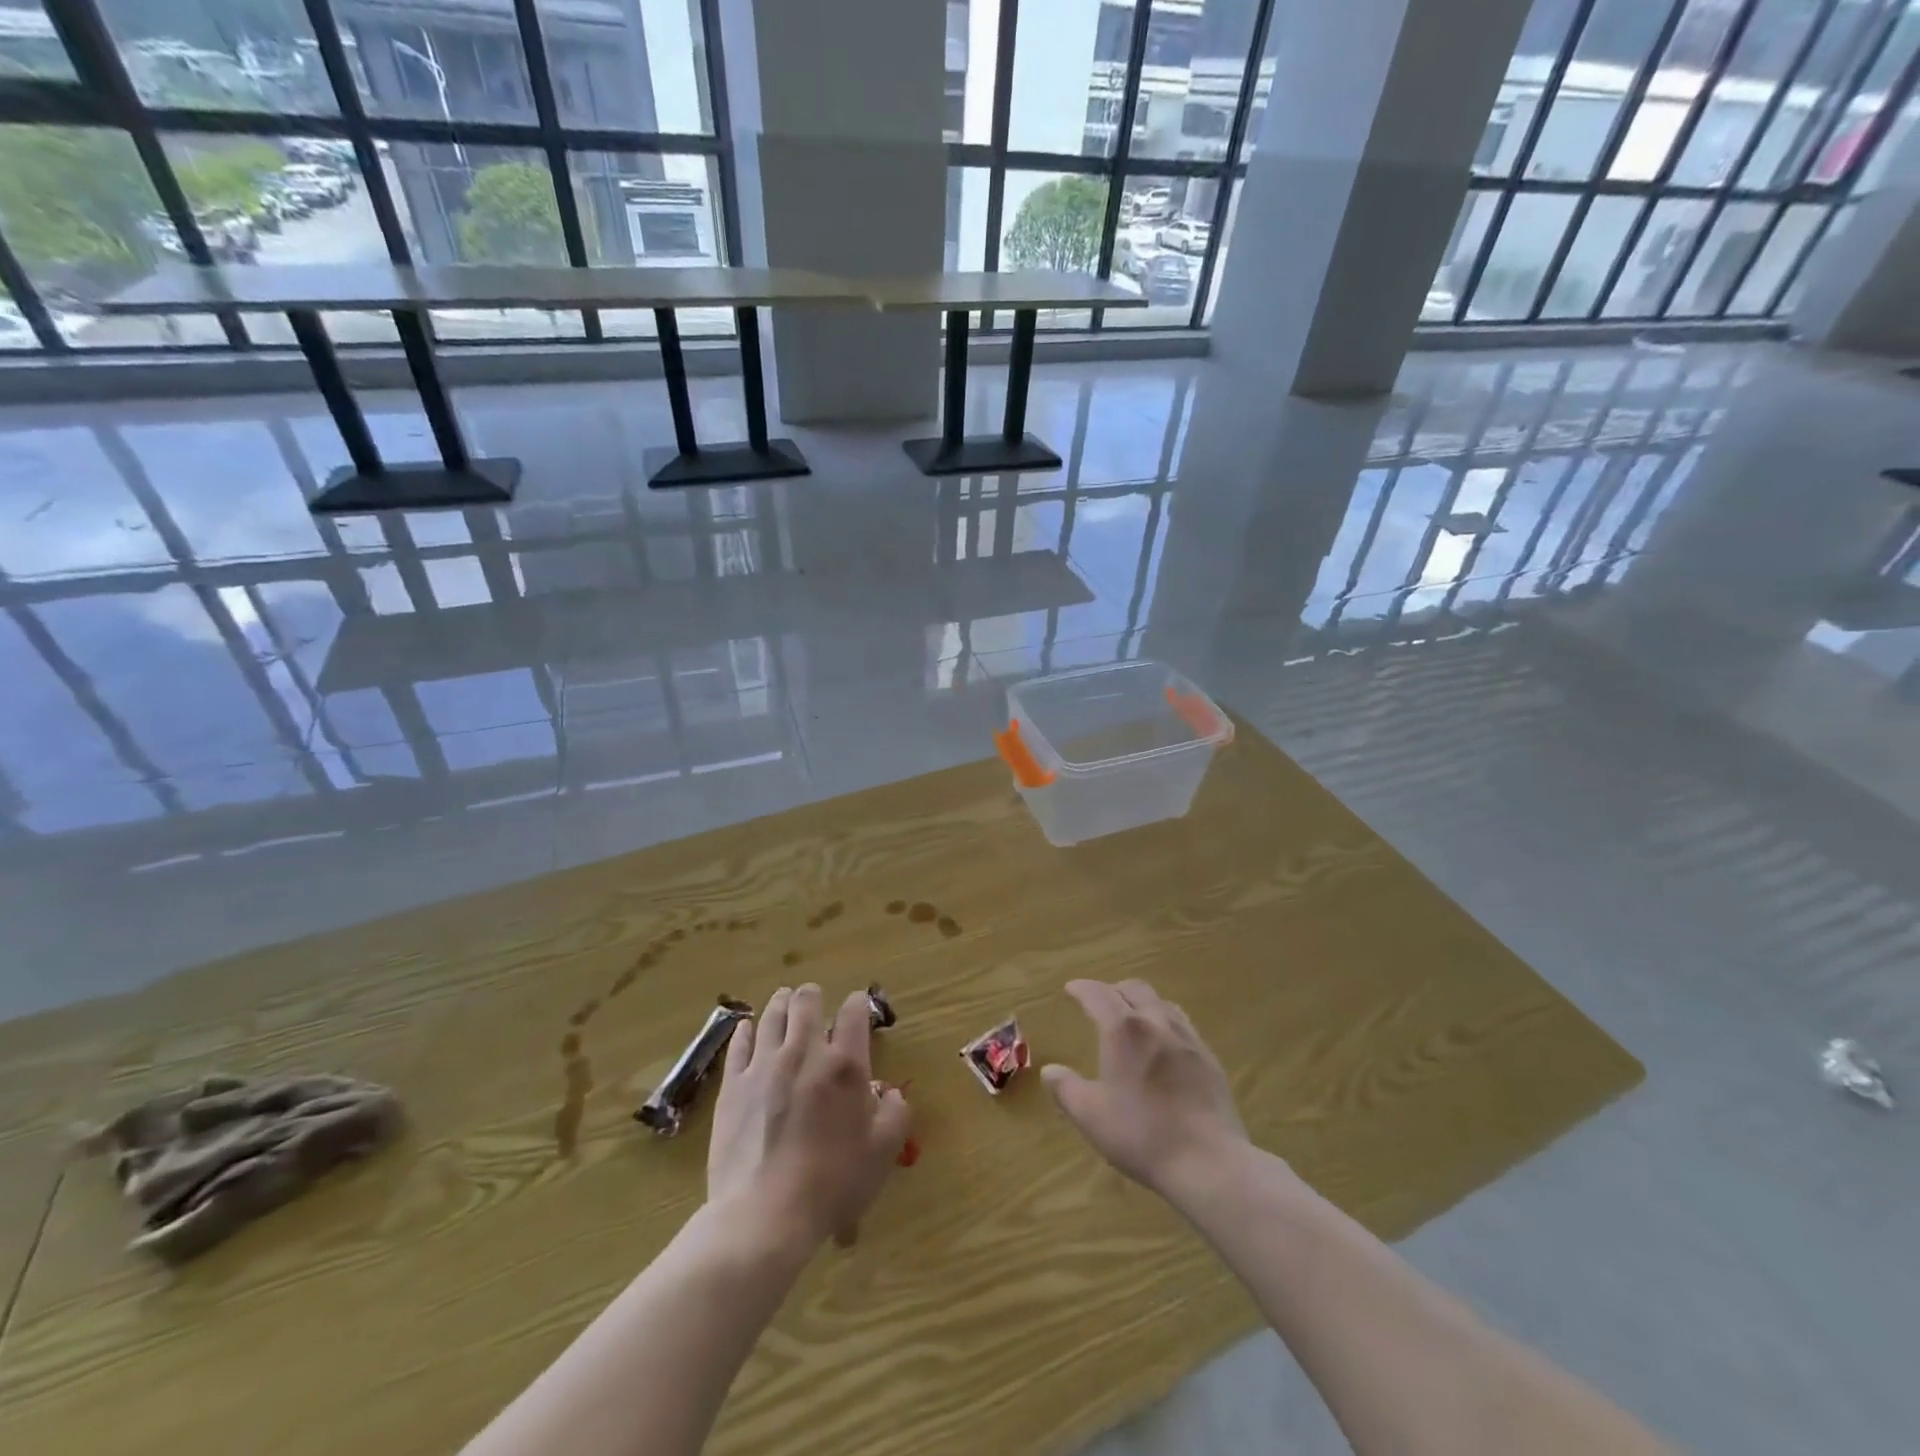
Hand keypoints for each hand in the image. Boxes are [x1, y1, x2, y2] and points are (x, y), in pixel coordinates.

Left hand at [708, 985, 910, 1249]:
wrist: (765, 1214)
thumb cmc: (832, 1183)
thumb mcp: (883, 1151)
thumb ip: (895, 1113)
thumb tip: (889, 1092)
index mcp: (845, 1064)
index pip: (854, 1011)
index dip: (858, 1004)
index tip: (858, 1010)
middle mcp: (804, 1052)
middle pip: (806, 1001)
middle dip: (813, 996)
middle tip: (815, 1002)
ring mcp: (763, 1065)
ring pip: (772, 1015)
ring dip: (781, 1003)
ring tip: (783, 1000)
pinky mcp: (733, 1085)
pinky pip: (739, 1044)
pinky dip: (746, 1030)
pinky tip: (749, 1028)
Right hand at [1042, 979, 1247, 1197]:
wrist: (1209, 1162)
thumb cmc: (1142, 1135)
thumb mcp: (1091, 1116)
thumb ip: (1066, 1089)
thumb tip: (1050, 1071)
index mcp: (1123, 1030)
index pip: (1098, 994)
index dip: (1082, 988)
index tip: (1070, 988)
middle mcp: (1156, 1022)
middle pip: (1134, 989)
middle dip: (1113, 990)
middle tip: (1100, 1002)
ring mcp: (1188, 1039)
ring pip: (1162, 1003)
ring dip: (1142, 1003)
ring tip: (1133, 1018)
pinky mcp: (1209, 1059)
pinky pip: (1183, 1025)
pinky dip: (1165, 1023)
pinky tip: (1165, 1045)